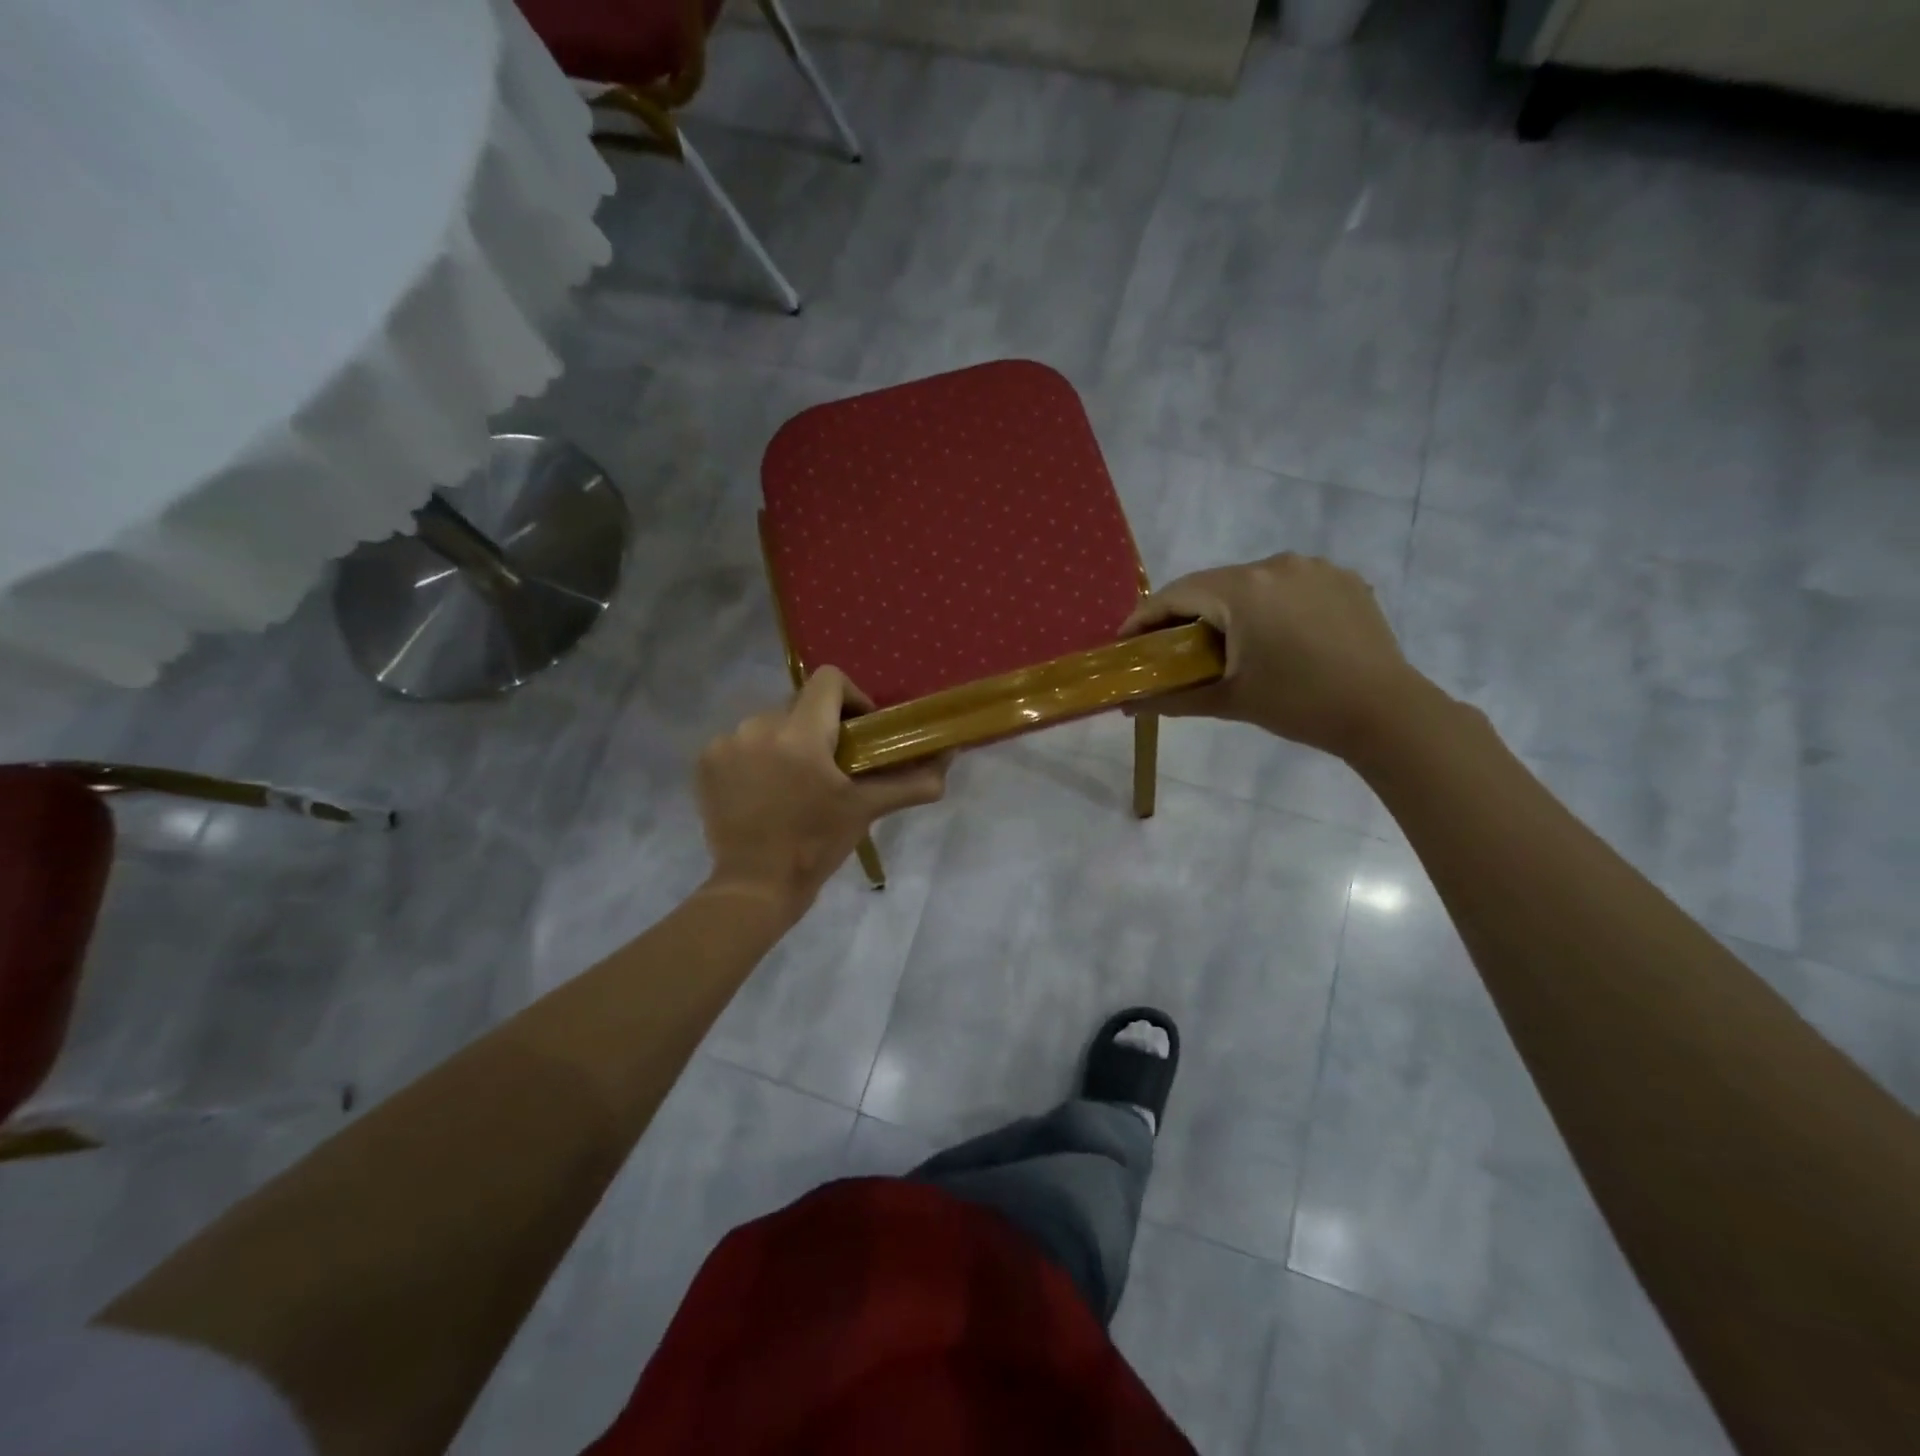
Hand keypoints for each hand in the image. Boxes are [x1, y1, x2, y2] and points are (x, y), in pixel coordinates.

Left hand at [696, 667, 949, 915]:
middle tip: (832, 764)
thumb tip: (949, 758)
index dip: (851, 697)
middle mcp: (758, 726)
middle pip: (800, 704)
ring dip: (787, 742)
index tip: (859, 730)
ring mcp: (727, 743)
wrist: (755, 886)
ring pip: (770, 724)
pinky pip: (741, 742)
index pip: (829, 680)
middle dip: (819, 727)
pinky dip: (756, 757)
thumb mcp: (866, 809)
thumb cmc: (816, 845)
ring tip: (795, 780)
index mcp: (800, 734)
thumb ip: (910, 781)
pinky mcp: (706, 761)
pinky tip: (764, 789)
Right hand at [1121, 554, 1422, 760]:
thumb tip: (1126, 708)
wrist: (1384, 712)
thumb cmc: (1298, 705)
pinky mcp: (1342, 579)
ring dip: (1229, 607)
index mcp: (1243, 590)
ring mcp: (1313, 567)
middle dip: (1186, 613)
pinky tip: (1273, 635)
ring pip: (1251, 582)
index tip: (1126, 640)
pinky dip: (1269, 604)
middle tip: (1171, 647)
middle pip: (1213, 584)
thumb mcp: (1229, 702)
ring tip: (1225, 643)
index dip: (1145, 617)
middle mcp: (1276, 565)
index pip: (1177, 594)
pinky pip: (1288, 585)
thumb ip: (1172, 699)